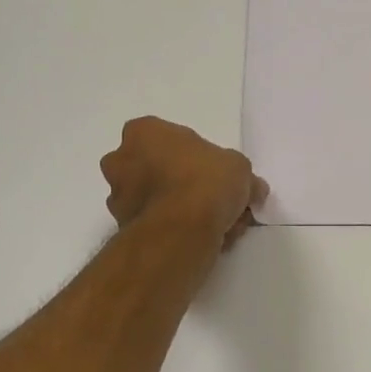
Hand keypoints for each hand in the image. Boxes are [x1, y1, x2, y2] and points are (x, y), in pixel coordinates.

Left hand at [102, 117, 267, 248]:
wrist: (181, 231)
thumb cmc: (206, 182)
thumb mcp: (240, 168)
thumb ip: (241, 174)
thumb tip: (253, 189)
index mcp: (144, 132)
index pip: (173, 139)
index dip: (201, 158)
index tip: (220, 177)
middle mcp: (121, 159)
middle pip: (162, 170)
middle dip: (188, 186)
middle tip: (220, 203)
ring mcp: (117, 195)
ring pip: (158, 200)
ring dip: (184, 211)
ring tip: (217, 227)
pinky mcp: (122, 228)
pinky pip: (156, 224)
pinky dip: (176, 230)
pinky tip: (202, 240)